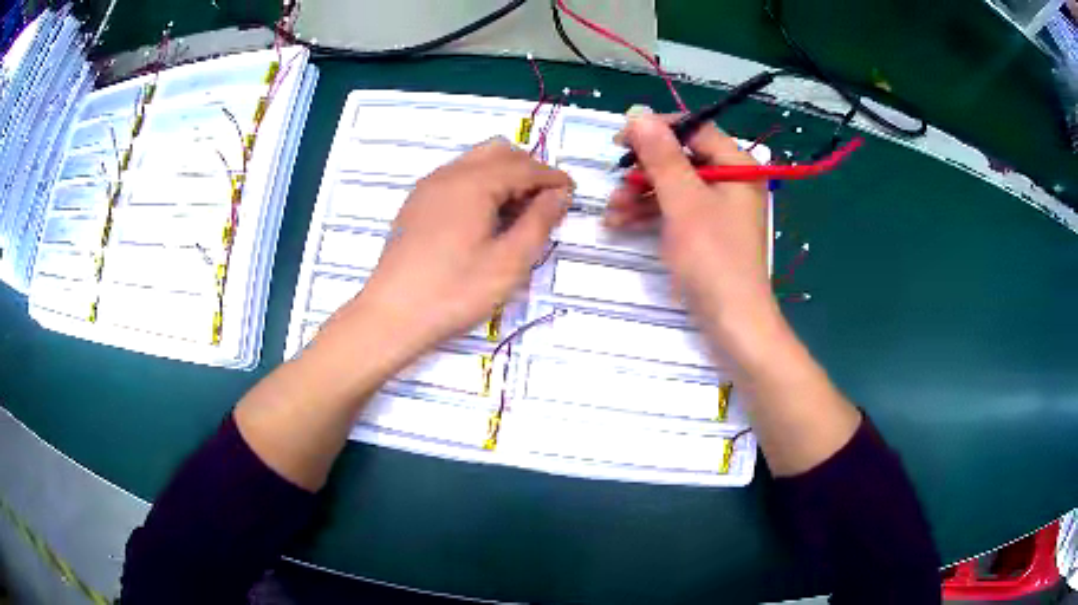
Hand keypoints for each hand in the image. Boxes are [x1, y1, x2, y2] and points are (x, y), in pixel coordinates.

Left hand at [343, 138, 572, 357]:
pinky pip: (456, 178)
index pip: (524, 166)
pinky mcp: (416, 204)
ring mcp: (428, 188)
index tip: (572, 193)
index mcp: (473, 183)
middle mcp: (449, 174)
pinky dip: (480, 185)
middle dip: (527, 169)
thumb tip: (559, 193)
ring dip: (503, 176)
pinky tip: (485, 219)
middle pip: (498, 152)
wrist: (392, 315)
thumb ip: (539, 222)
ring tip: (518, 213)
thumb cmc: (454, 291)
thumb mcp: (509, 262)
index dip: (552, 177)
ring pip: (475, 163)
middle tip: (544, 202)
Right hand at [605, 113, 776, 357]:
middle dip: (643, 171)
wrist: (733, 322)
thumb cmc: (713, 258)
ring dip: (640, 195)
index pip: (695, 130)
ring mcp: (719, 208)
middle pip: (681, 158)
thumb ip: (661, 156)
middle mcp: (731, 181)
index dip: (656, 130)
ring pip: (674, 186)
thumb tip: (638, 114)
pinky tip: (621, 223)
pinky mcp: (707, 232)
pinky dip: (650, 214)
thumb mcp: (683, 202)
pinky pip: (676, 210)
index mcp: (737, 166)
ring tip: (611, 212)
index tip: (620, 140)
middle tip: (614, 182)